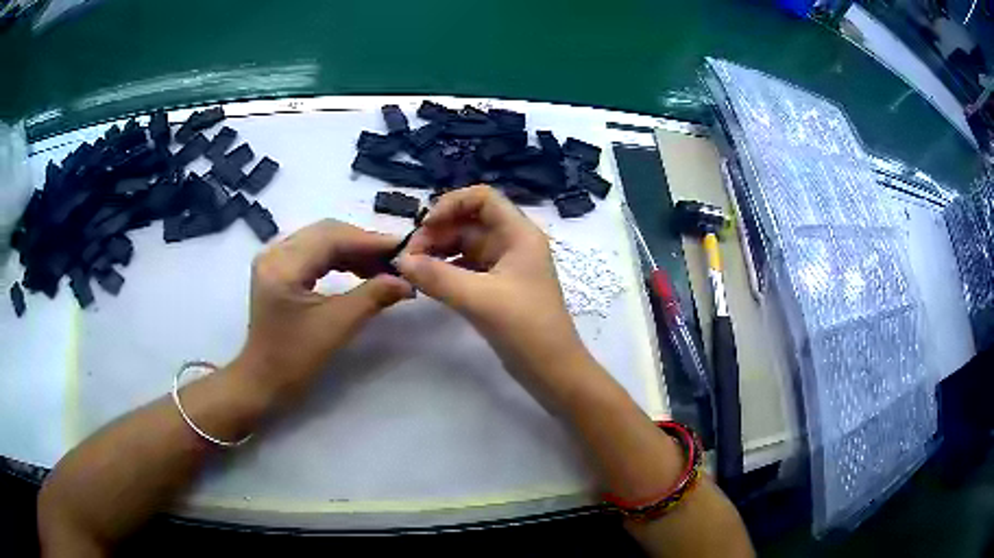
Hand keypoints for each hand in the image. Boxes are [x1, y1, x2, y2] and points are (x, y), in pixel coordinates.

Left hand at [235, 219, 413, 404]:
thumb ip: (372, 297)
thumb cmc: (294, 360)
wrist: (263, 381)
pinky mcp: (279, 269)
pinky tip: (361, 270)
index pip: (332, 237)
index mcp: (283, 265)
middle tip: (397, 259)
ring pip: (322, 240)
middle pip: (327, 232)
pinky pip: (314, 252)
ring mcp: (275, 259)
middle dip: (364, 244)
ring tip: (383, 267)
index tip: (405, 249)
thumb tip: (407, 282)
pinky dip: (340, 258)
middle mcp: (275, 252)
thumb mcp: (336, 327)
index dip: (370, 241)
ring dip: (353, 250)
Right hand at [395, 185, 586, 390]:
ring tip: (412, 270)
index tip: (425, 227)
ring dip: (438, 252)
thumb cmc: (526, 328)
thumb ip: (437, 277)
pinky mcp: (496, 288)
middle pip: (469, 222)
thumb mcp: (479, 298)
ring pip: (464, 246)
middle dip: (437, 233)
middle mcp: (512, 243)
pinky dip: (446, 271)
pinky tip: (426, 282)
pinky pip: (466, 268)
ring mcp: (504, 266)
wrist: (552, 370)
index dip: (451, 204)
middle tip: (409, 258)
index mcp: (518, 234)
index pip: (483, 198)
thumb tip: (400, 261)